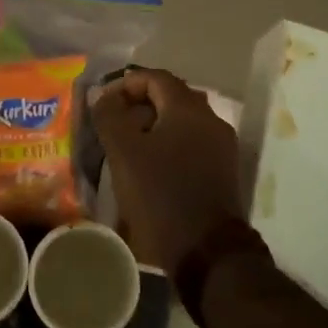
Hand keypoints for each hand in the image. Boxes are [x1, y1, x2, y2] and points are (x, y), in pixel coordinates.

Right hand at [91, 68, 244, 277]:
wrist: (207, 251)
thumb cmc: (160, 194)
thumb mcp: (124, 153)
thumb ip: (110, 116)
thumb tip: (103, 96)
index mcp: (188, 108)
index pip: (155, 77)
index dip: (126, 84)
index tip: (104, 102)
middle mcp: (211, 119)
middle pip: (171, 96)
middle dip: (140, 103)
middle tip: (114, 121)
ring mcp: (222, 145)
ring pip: (183, 120)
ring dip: (155, 124)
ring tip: (129, 144)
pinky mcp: (224, 169)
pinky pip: (193, 142)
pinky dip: (170, 142)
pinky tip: (152, 164)